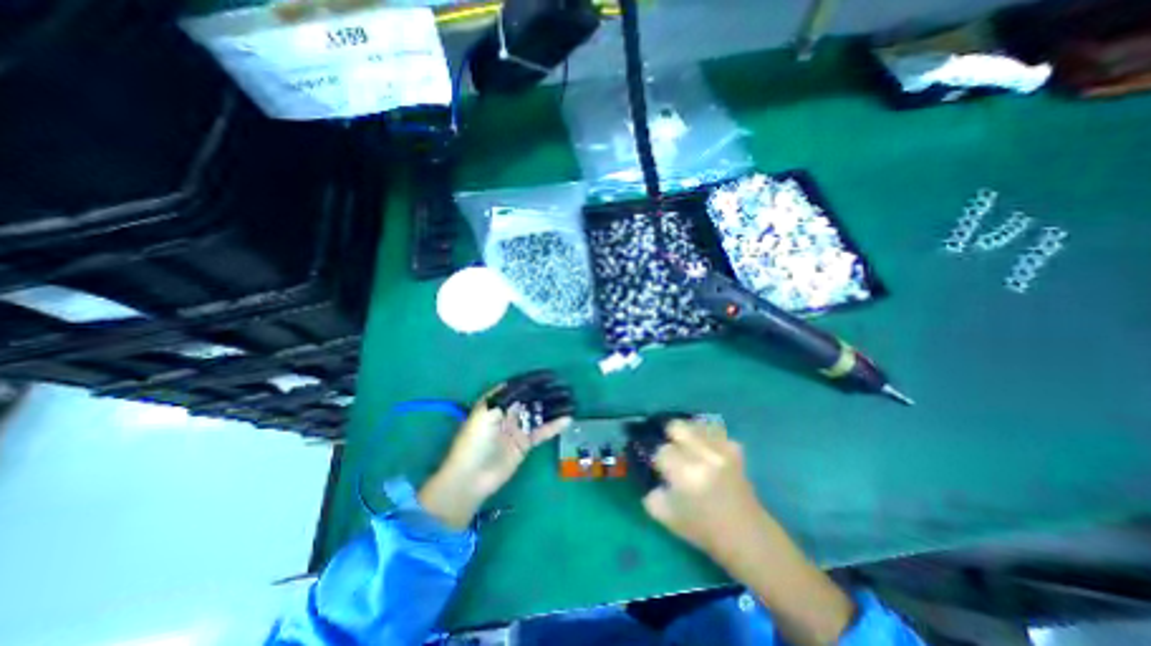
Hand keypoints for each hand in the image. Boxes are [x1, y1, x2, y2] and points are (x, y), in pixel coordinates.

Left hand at [418, 392, 569, 526]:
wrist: (471, 477)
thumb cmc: (475, 441)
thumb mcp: (486, 413)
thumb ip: (506, 397)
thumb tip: (524, 384)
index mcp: (497, 402)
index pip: (519, 386)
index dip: (535, 380)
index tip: (552, 376)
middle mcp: (509, 412)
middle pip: (532, 398)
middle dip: (548, 393)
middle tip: (566, 389)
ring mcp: (517, 428)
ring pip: (539, 413)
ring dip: (554, 407)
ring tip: (571, 402)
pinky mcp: (524, 443)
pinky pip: (541, 431)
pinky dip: (553, 426)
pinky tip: (566, 420)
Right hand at [644, 421, 767, 556]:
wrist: (746, 535)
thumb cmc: (702, 529)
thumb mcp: (666, 516)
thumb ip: (650, 491)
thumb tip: (647, 470)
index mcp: (686, 475)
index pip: (661, 450)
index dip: (657, 458)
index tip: (660, 467)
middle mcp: (704, 456)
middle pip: (677, 426)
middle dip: (670, 436)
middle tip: (672, 449)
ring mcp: (722, 450)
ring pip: (695, 425)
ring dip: (688, 434)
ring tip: (688, 448)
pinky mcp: (735, 449)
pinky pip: (714, 430)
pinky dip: (706, 436)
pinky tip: (706, 449)